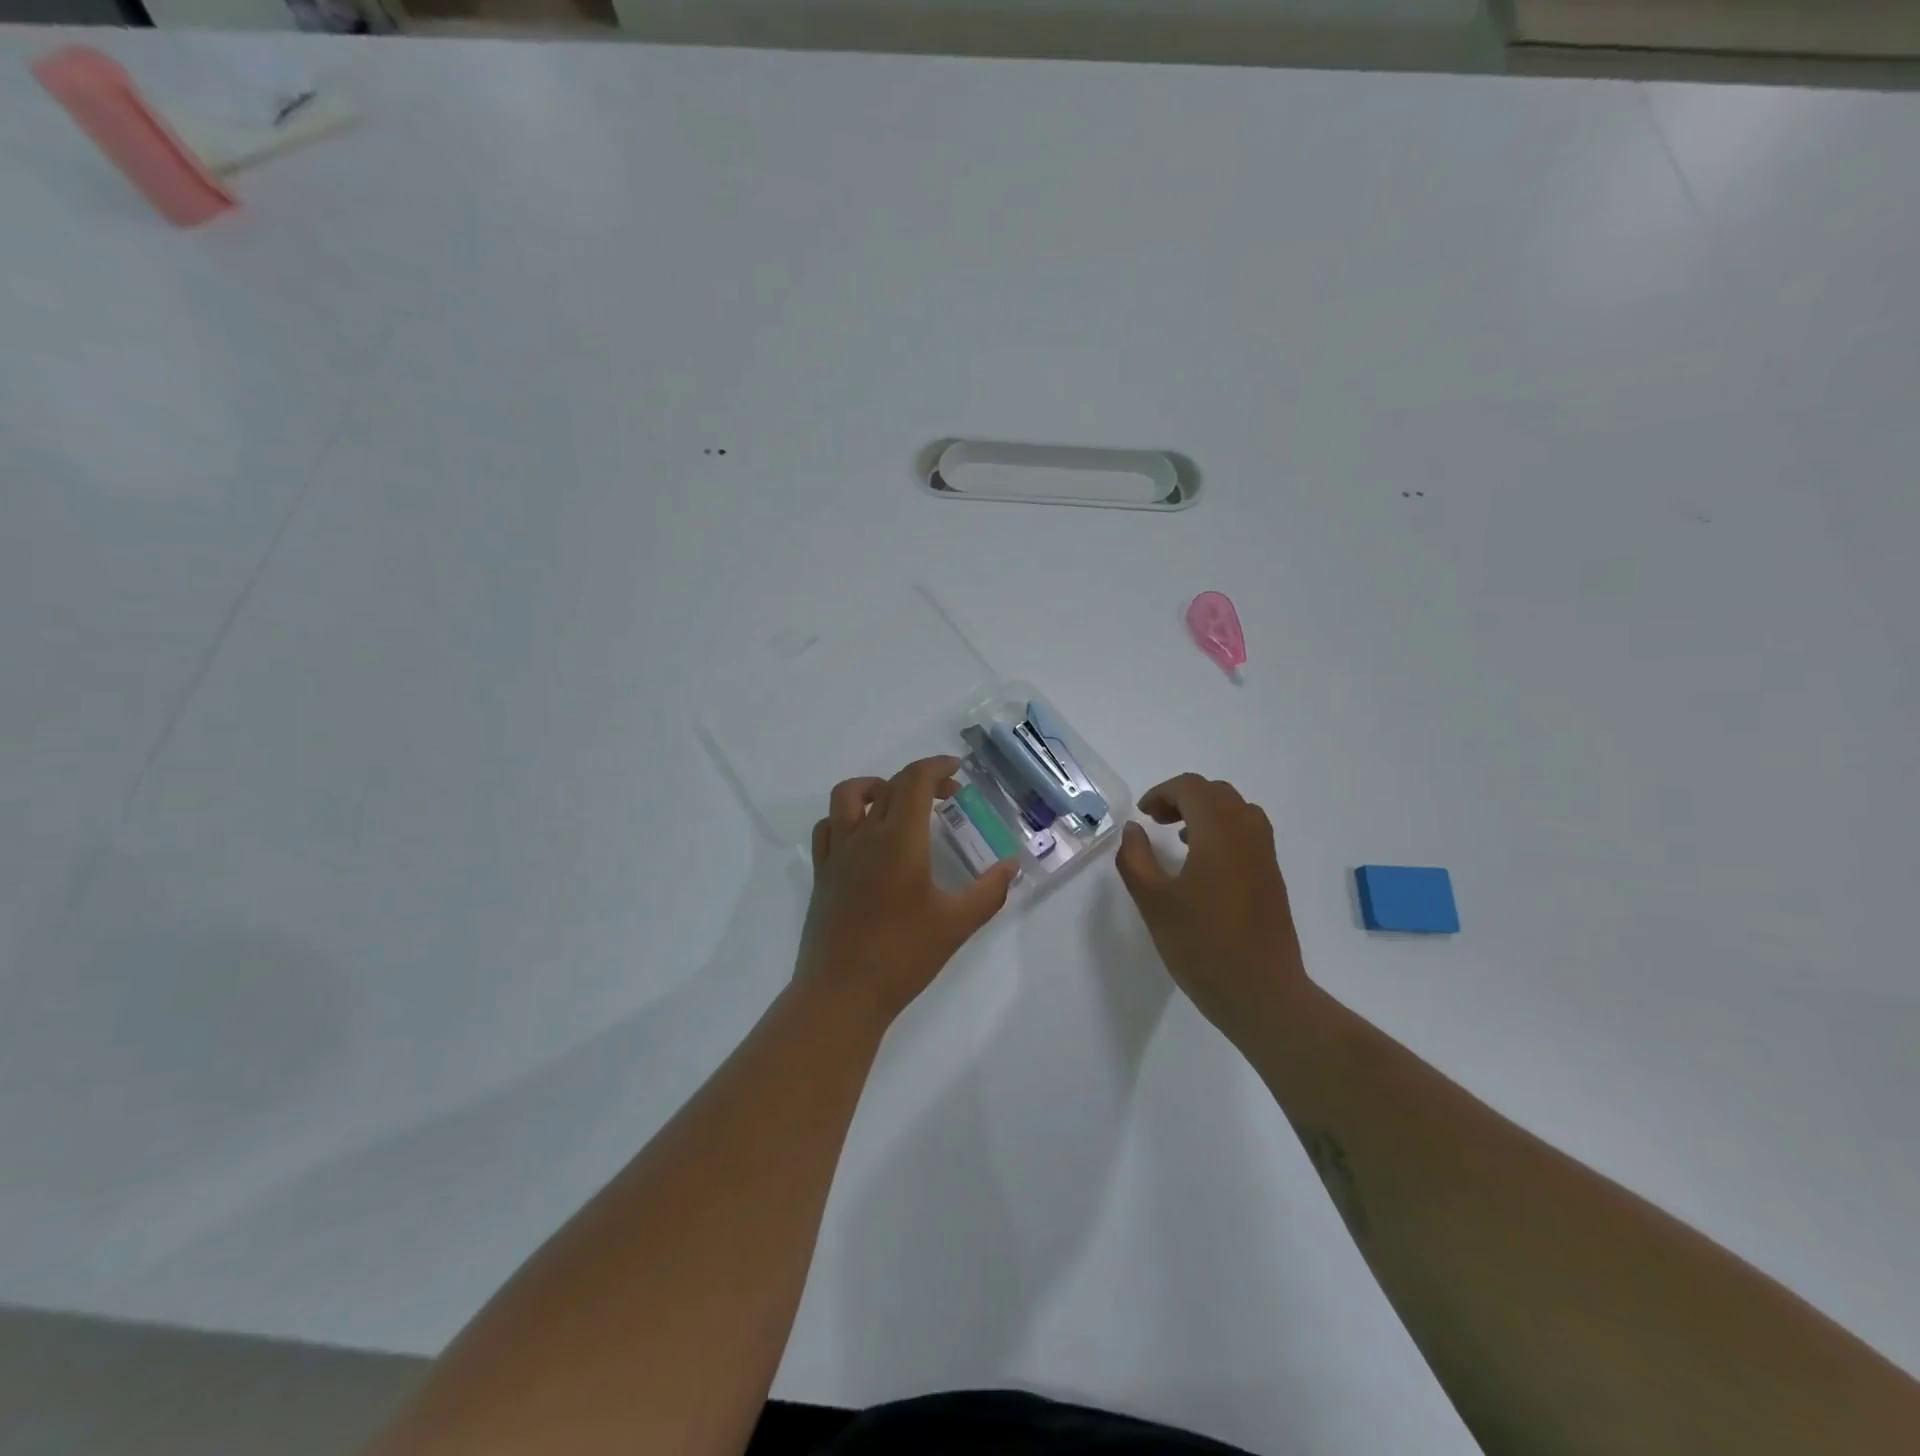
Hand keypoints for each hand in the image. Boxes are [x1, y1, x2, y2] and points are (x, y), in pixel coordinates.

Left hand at [796, 756, 1018, 1023]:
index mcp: (899, 840)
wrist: (841, 994)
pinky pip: (828, 826)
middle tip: (946, 795)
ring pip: (847, 796)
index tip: (957, 770)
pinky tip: (864, 836)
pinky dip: (847, 816)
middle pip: (887, 785)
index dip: (936, 766)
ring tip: (898, 804)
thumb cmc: (903, 956)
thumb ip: (989, 891)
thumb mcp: (957, 924)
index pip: (914, 781)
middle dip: (920, 779)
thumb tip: (1012, 865)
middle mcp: (864, 836)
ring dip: (875, 787)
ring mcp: (837, 853)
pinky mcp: (822, 873)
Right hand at [1115, 774, 1308, 1035]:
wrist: (1261, 993)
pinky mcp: (1272, 878)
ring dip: (1206, 812)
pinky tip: (1204, 865)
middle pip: (1217, 793)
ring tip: (1180, 839)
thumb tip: (1134, 829)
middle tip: (1157, 822)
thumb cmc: (1201, 945)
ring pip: (1237, 810)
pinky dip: (1223, 831)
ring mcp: (1266, 856)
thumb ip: (1136, 858)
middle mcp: (1248, 834)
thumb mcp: (1153, 901)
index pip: (1192, 788)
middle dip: (1184, 798)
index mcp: (1219, 833)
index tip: (1143, 815)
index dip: (1163, 792)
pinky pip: (1248, 833)